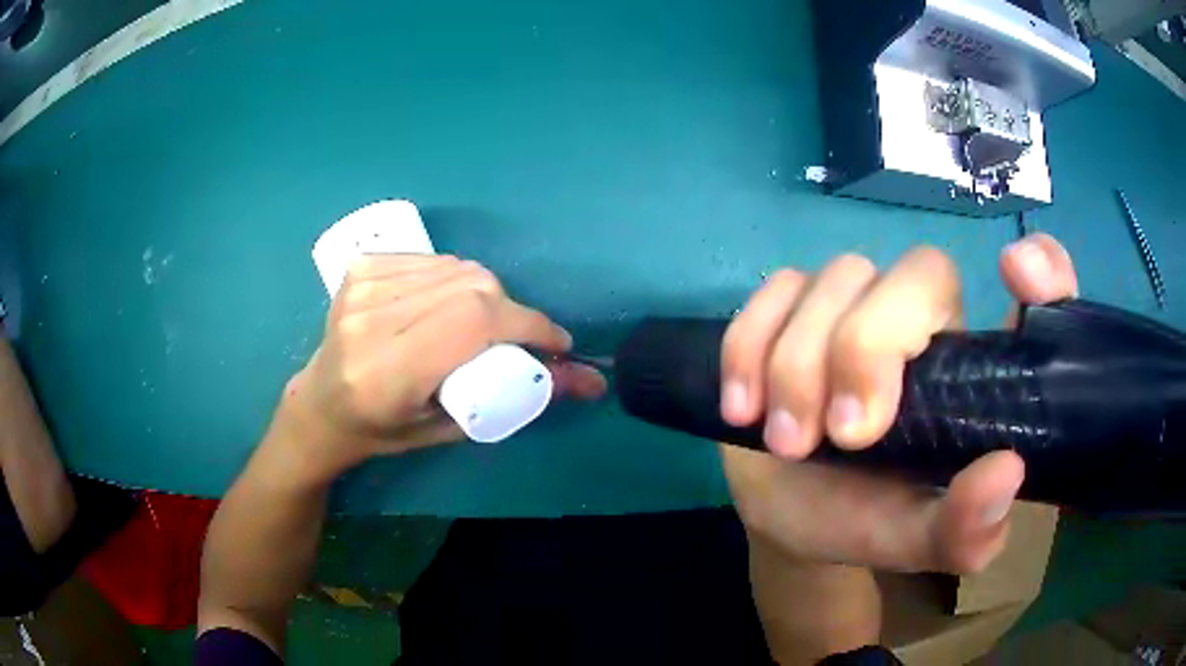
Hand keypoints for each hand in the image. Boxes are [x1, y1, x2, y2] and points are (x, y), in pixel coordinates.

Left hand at [276, 255, 605, 481]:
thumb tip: (590, 382)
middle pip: (471, 286)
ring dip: (485, 294)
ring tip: (480, 326)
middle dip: (511, 312)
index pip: (473, 321)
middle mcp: (370, 322)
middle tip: (515, 340)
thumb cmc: (384, 431)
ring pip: (457, 268)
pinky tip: (445, 304)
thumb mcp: (451, 427)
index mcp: (387, 372)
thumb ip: (518, 400)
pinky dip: (455, 279)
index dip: (527, 324)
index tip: (555, 345)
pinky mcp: (361, 267)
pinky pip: (434, 260)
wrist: (322, 404)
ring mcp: (361, 287)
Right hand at [720, 234, 1077, 572]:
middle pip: (919, 272)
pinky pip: (774, 290)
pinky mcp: (793, 307)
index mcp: (976, 370)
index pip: (1037, 290)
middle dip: (871, 345)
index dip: (1043, 269)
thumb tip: (1005, 472)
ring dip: (801, 361)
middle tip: (843, 434)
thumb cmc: (866, 521)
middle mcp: (928, 320)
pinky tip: (743, 405)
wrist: (788, 511)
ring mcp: (856, 304)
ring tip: (786, 441)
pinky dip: (751, 344)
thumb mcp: (917, 542)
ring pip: (838, 278)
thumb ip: (963, 528)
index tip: (1016, 276)